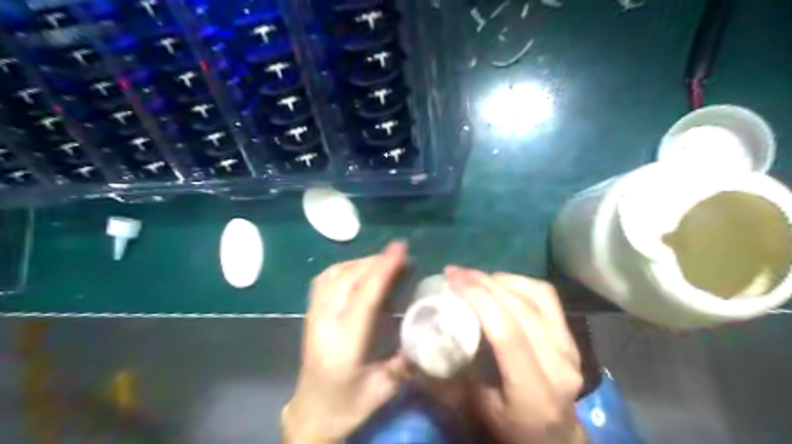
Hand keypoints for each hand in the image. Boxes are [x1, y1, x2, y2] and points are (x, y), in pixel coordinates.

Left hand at [282, 243, 407, 443]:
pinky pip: (325, 278)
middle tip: (401, 253)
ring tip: (383, 261)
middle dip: (376, 260)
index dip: (384, 269)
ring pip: (335, 273)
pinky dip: (345, 267)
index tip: (400, 249)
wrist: (312, 412)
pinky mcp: (310, 312)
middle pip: (350, 277)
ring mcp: (314, 314)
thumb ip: (406, 360)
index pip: (366, 295)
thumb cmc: (349, 404)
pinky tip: (359, 271)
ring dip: (361, 262)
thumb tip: (427, 332)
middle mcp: (325, 321)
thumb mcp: (384, 389)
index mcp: (346, 342)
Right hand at [445, 266, 585, 442]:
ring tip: (474, 276)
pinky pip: (546, 297)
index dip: (479, 299)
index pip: (507, 333)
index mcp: (534, 392)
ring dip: (501, 279)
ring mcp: (570, 348)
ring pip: (537, 296)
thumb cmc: (511, 429)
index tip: (452, 280)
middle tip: (456, 273)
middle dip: (484, 283)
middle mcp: (559, 364)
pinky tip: (499, 283)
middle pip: (521, 309)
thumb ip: (449, 376)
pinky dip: (519, 282)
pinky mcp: (571, 337)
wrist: (557, 439)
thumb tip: (418, 341)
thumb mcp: (475, 411)